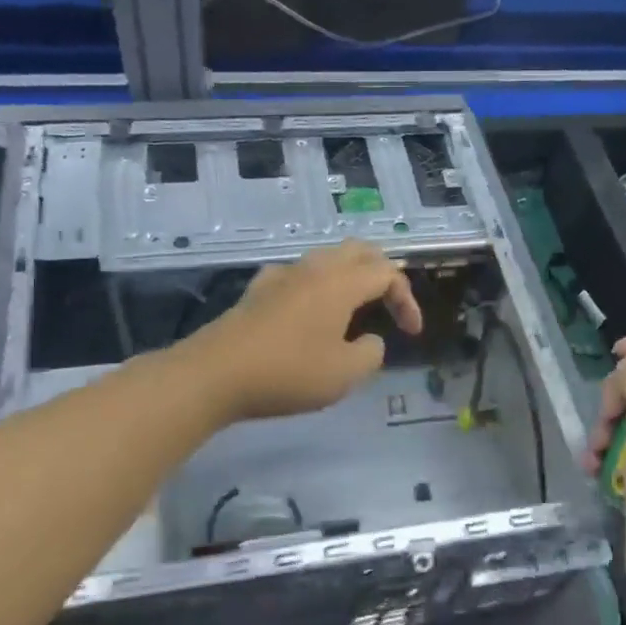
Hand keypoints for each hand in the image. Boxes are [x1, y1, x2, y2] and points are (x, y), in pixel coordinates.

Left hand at [183, 239, 422, 422]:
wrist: (214, 373)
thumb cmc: (287, 372)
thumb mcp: (344, 374)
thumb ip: (371, 353)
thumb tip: (369, 340)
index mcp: (341, 282)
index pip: (387, 273)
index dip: (407, 300)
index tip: (411, 334)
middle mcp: (314, 268)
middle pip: (359, 251)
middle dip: (382, 273)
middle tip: (390, 304)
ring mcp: (282, 275)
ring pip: (327, 259)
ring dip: (350, 277)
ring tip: (355, 310)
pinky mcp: (258, 290)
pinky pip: (300, 275)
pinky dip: (318, 286)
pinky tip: (310, 313)